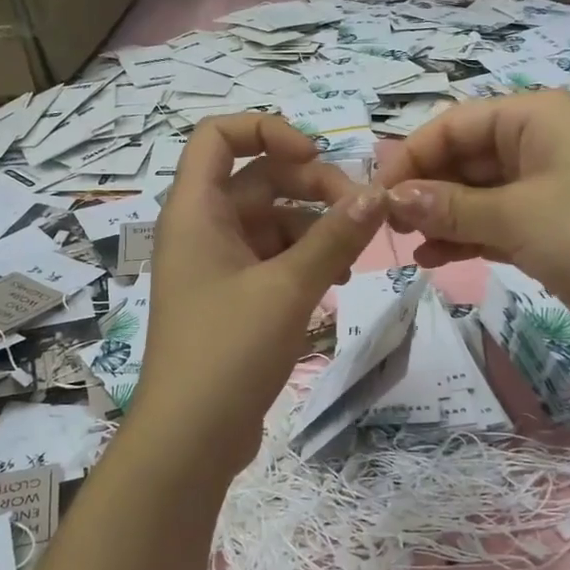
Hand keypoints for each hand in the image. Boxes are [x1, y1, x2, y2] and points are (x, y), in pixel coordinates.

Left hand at [134, 114, 385, 473]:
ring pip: (272, 220)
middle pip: (258, 178)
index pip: (218, 135)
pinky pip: (273, 258)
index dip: (267, 130)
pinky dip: (305, 259)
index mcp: (195, 211)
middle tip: (361, 211)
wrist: (190, 439)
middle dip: (312, 186)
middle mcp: (201, 229)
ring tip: (354, 255)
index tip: (316, 156)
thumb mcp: (288, 288)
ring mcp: (216, 265)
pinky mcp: (233, 298)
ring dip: (315, 227)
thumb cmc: (228, 351)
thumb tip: (379, 193)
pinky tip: (338, 278)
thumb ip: (335, 237)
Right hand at [377, 91, 569, 361]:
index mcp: (534, 119)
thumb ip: (452, 207)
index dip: (413, 154)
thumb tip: (393, 197)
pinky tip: (431, 259)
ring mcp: (542, 191)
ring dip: (439, 217)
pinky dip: (463, 240)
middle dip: (424, 188)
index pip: (455, 124)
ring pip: (474, 195)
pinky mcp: (547, 231)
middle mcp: (536, 147)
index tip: (378, 192)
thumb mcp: (518, 214)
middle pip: (463, 158)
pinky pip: (492, 226)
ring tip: (405, 243)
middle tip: (387, 223)